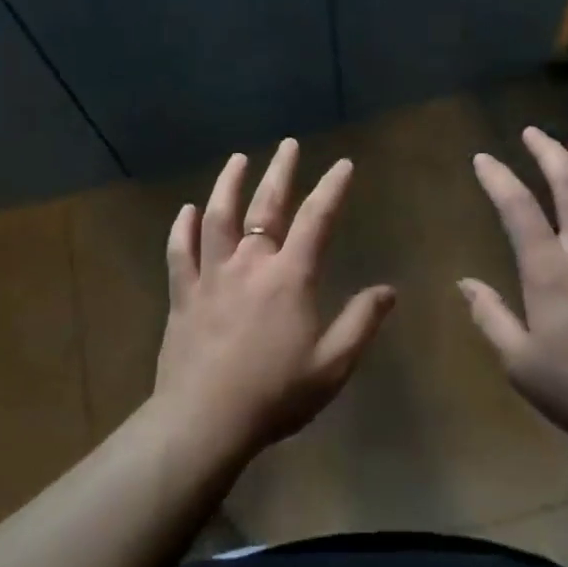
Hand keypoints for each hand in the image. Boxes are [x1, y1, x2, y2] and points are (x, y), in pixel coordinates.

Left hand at [154, 139, 395, 459]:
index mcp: (289, 277)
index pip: (316, 220)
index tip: (342, 164)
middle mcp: (250, 264)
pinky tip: (186, 211)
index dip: (332, 189)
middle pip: (265, 206)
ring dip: (228, 185)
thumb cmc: (275, 394)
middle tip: (287, 145)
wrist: (204, 421)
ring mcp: (211, 276)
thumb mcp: (332, 365)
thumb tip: (388, 289)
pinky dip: (182, 228)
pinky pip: (179, 252)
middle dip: (280, 172)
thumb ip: (361, 323)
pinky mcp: (182, 295)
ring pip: (218, 218)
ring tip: (237, 160)